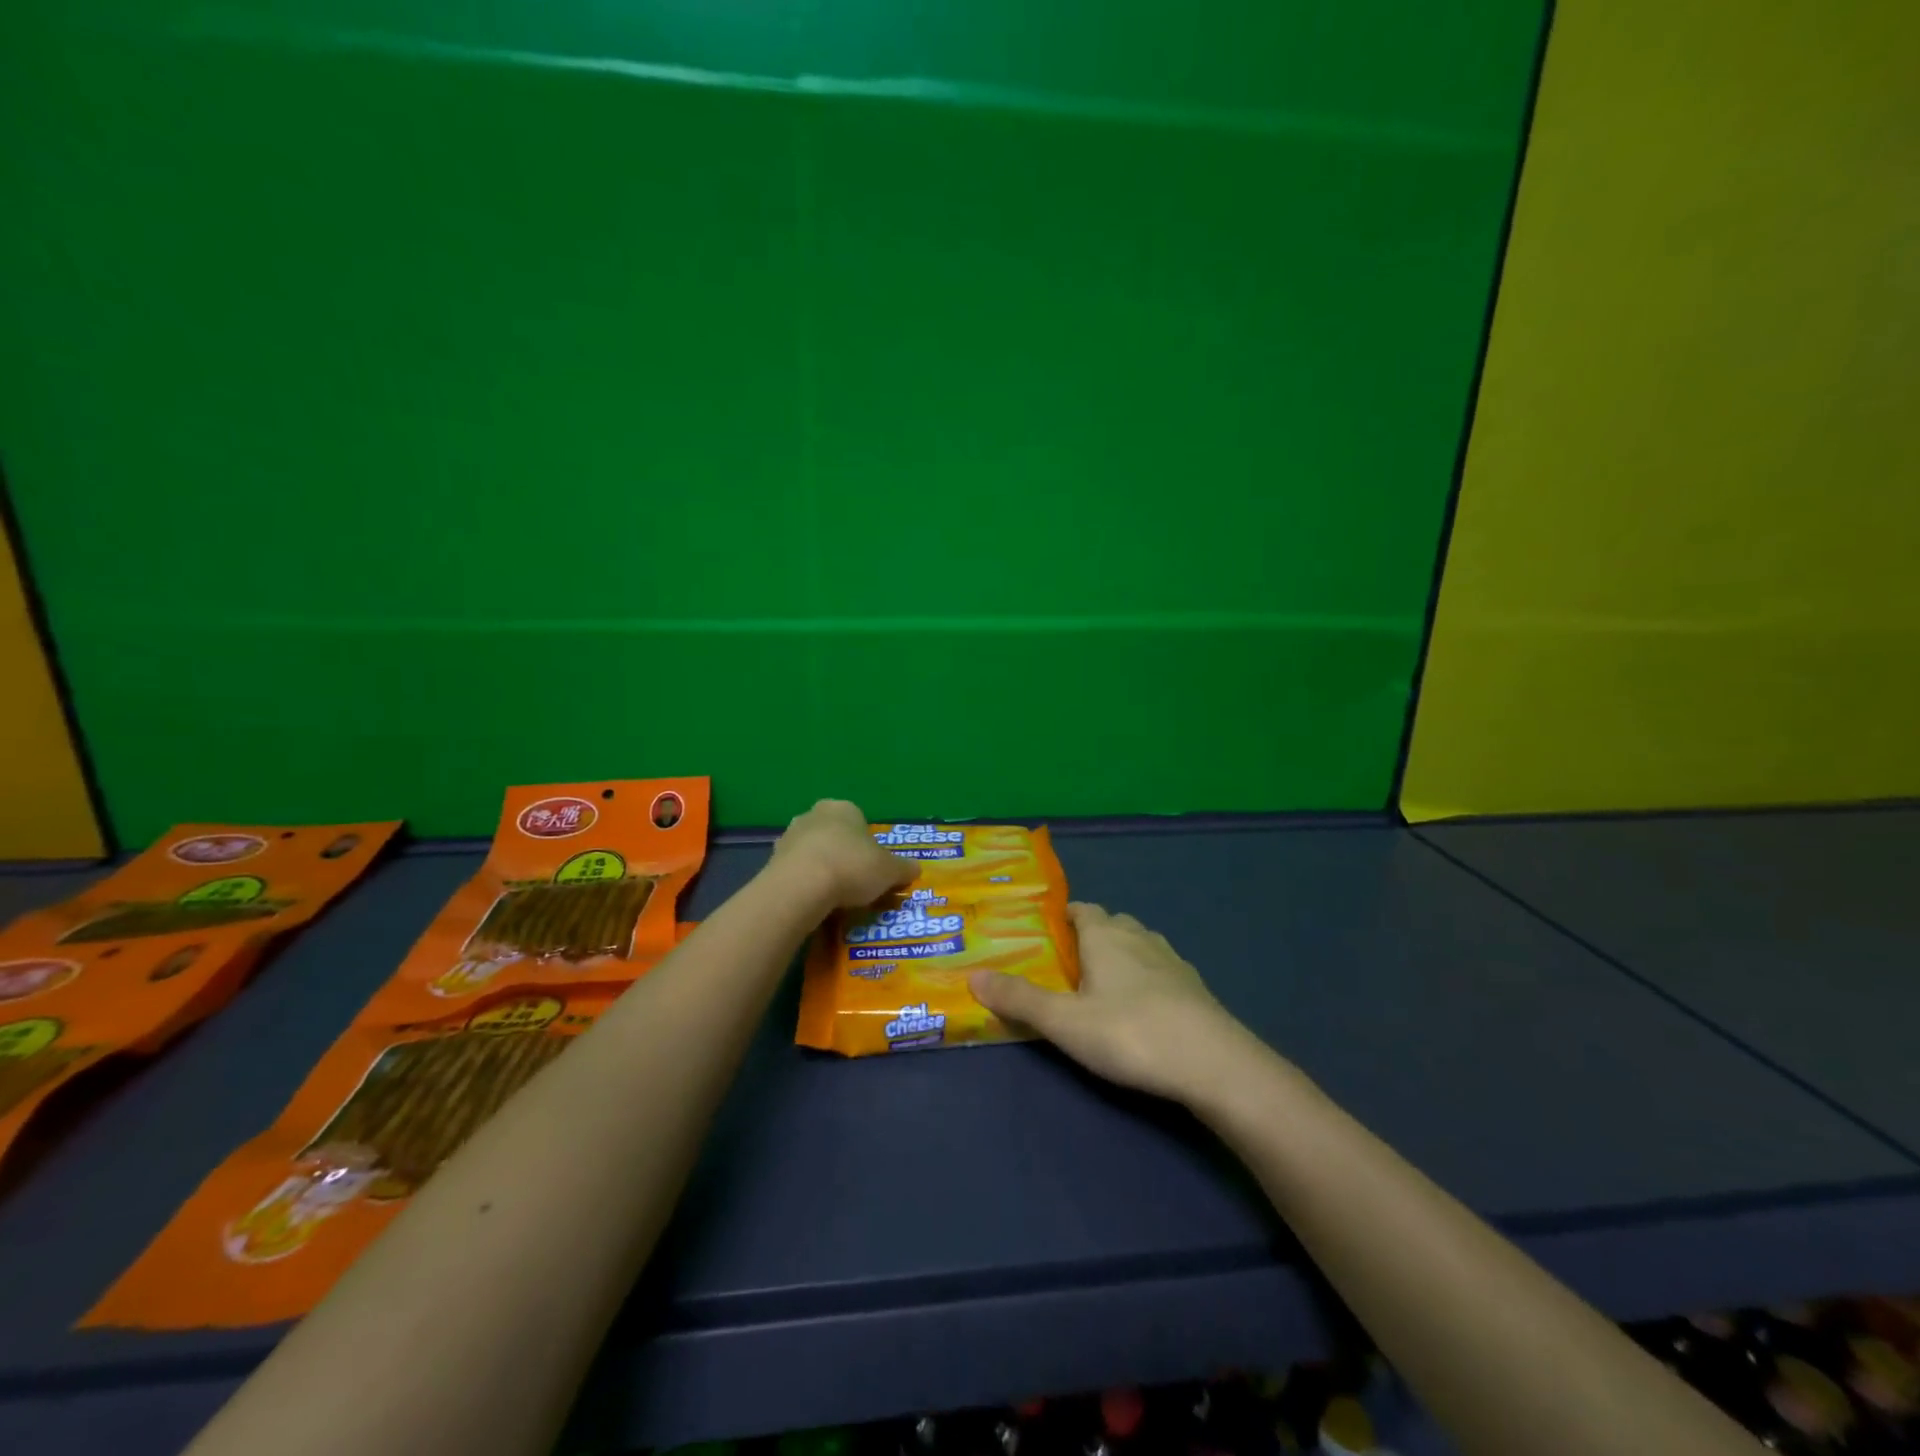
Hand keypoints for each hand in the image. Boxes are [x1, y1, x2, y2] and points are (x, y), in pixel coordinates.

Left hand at [771, 800, 916, 910]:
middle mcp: (814, 814)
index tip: (873, 869)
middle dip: (844, 855)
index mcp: (844, 808)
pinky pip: (796, 871)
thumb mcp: (890, 870)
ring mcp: (789, 835)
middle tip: (855, 883)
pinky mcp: (772, 859)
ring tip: (834, 897)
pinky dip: (805, 883)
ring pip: (814, 852)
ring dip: (823, 868)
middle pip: (835, 835)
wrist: (802, 886)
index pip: (860, 822)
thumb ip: (904, 868)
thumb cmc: (852, 867)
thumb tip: (916, 869)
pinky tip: (814, 902)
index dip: (869, 846)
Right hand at [969, 903, 1258, 1102]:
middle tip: (1068, 963)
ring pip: (1139, 945)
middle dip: (1091, 934)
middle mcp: (1139, 937)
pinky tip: (1142, 1008)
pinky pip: (1162, 971)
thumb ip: (1019, 999)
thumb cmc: (1130, 1032)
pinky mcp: (1195, 988)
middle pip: (1111, 923)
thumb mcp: (1064, 1021)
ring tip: (1103, 984)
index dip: (1064, 915)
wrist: (1214, 1063)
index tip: (1047, 931)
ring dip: (1121, 955)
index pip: (1082, 909)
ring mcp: (1172, 961)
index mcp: (1105, 935)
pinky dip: (1147, 979)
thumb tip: (972, 976)